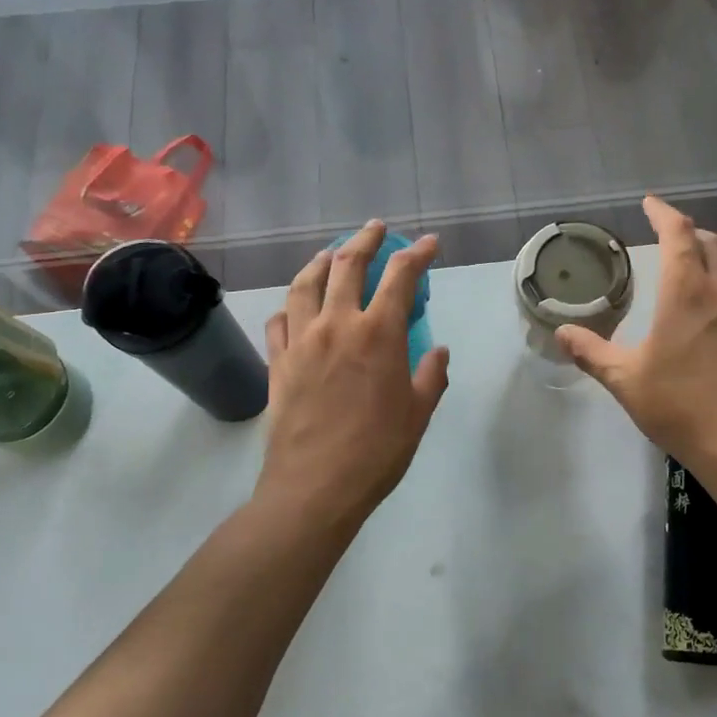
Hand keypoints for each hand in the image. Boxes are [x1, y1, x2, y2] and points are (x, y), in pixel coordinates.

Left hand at [256, 221, 450, 535]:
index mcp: (379, 334)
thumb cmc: (377, 452)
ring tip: (330, 254)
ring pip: (305, 284)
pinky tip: (295, 306)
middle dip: (364, 241)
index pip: (400, 277)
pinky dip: (290, 305)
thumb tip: (439, 351)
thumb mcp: (419, 414)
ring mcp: (301, 341)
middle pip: (347, 266)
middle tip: (375, 229)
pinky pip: (279, 321)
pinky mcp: (277, 363)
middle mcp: (337, 325)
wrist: (315, 487)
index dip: (417, 254)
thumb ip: (431, 376)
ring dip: (320, 261)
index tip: (428, 242)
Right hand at [557, 196, 716, 472]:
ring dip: (715, 258)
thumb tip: (560, 332)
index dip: (663, 213)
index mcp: (687, 292)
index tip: (649, 203)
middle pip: (713, 242)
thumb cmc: (680, 405)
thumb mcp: (625, 380)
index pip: (679, 234)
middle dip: (690, 232)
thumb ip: (592, 352)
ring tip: (696, 269)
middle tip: (670, 237)